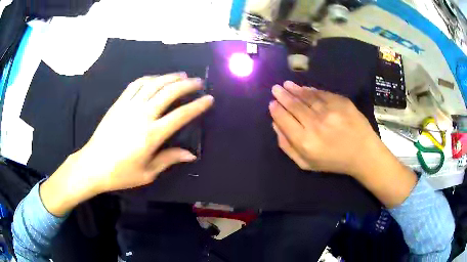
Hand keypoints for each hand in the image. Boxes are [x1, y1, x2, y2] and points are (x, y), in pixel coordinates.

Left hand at [41, 73, 213, 215]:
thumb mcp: (148, 172)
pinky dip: (149, 78)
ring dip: (170, 77)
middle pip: (169, 93)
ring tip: (181, 75)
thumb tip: (191, 155)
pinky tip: (156, 78)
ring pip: (153, 84)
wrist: (93, 165)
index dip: (197, 106)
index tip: (209, 99)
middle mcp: (142, 115)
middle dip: (187, 85)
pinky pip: (136, 85)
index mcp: (152, 135)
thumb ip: (169, 159)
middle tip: (198, 82)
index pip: (181, 115)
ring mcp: (129, 106)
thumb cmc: (121, 173)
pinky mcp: (118, 103)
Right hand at [269, 81, 379, 175]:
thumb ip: (287, 147)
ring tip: (286, 85)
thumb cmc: (334, 161)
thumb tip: (275, 125)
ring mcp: (329, 111)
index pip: (284, 120)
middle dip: (282, 96)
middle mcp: (315, 124)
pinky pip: (321, 94)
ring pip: (306, 97)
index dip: (276, 110)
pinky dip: (310, 90)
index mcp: (305, 142)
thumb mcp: (306, 163)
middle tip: (275, 89)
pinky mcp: (341, 102)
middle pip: (294, 106)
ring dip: (294, 89)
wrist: (363, 153)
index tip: (272, 103)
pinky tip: (304, 88)